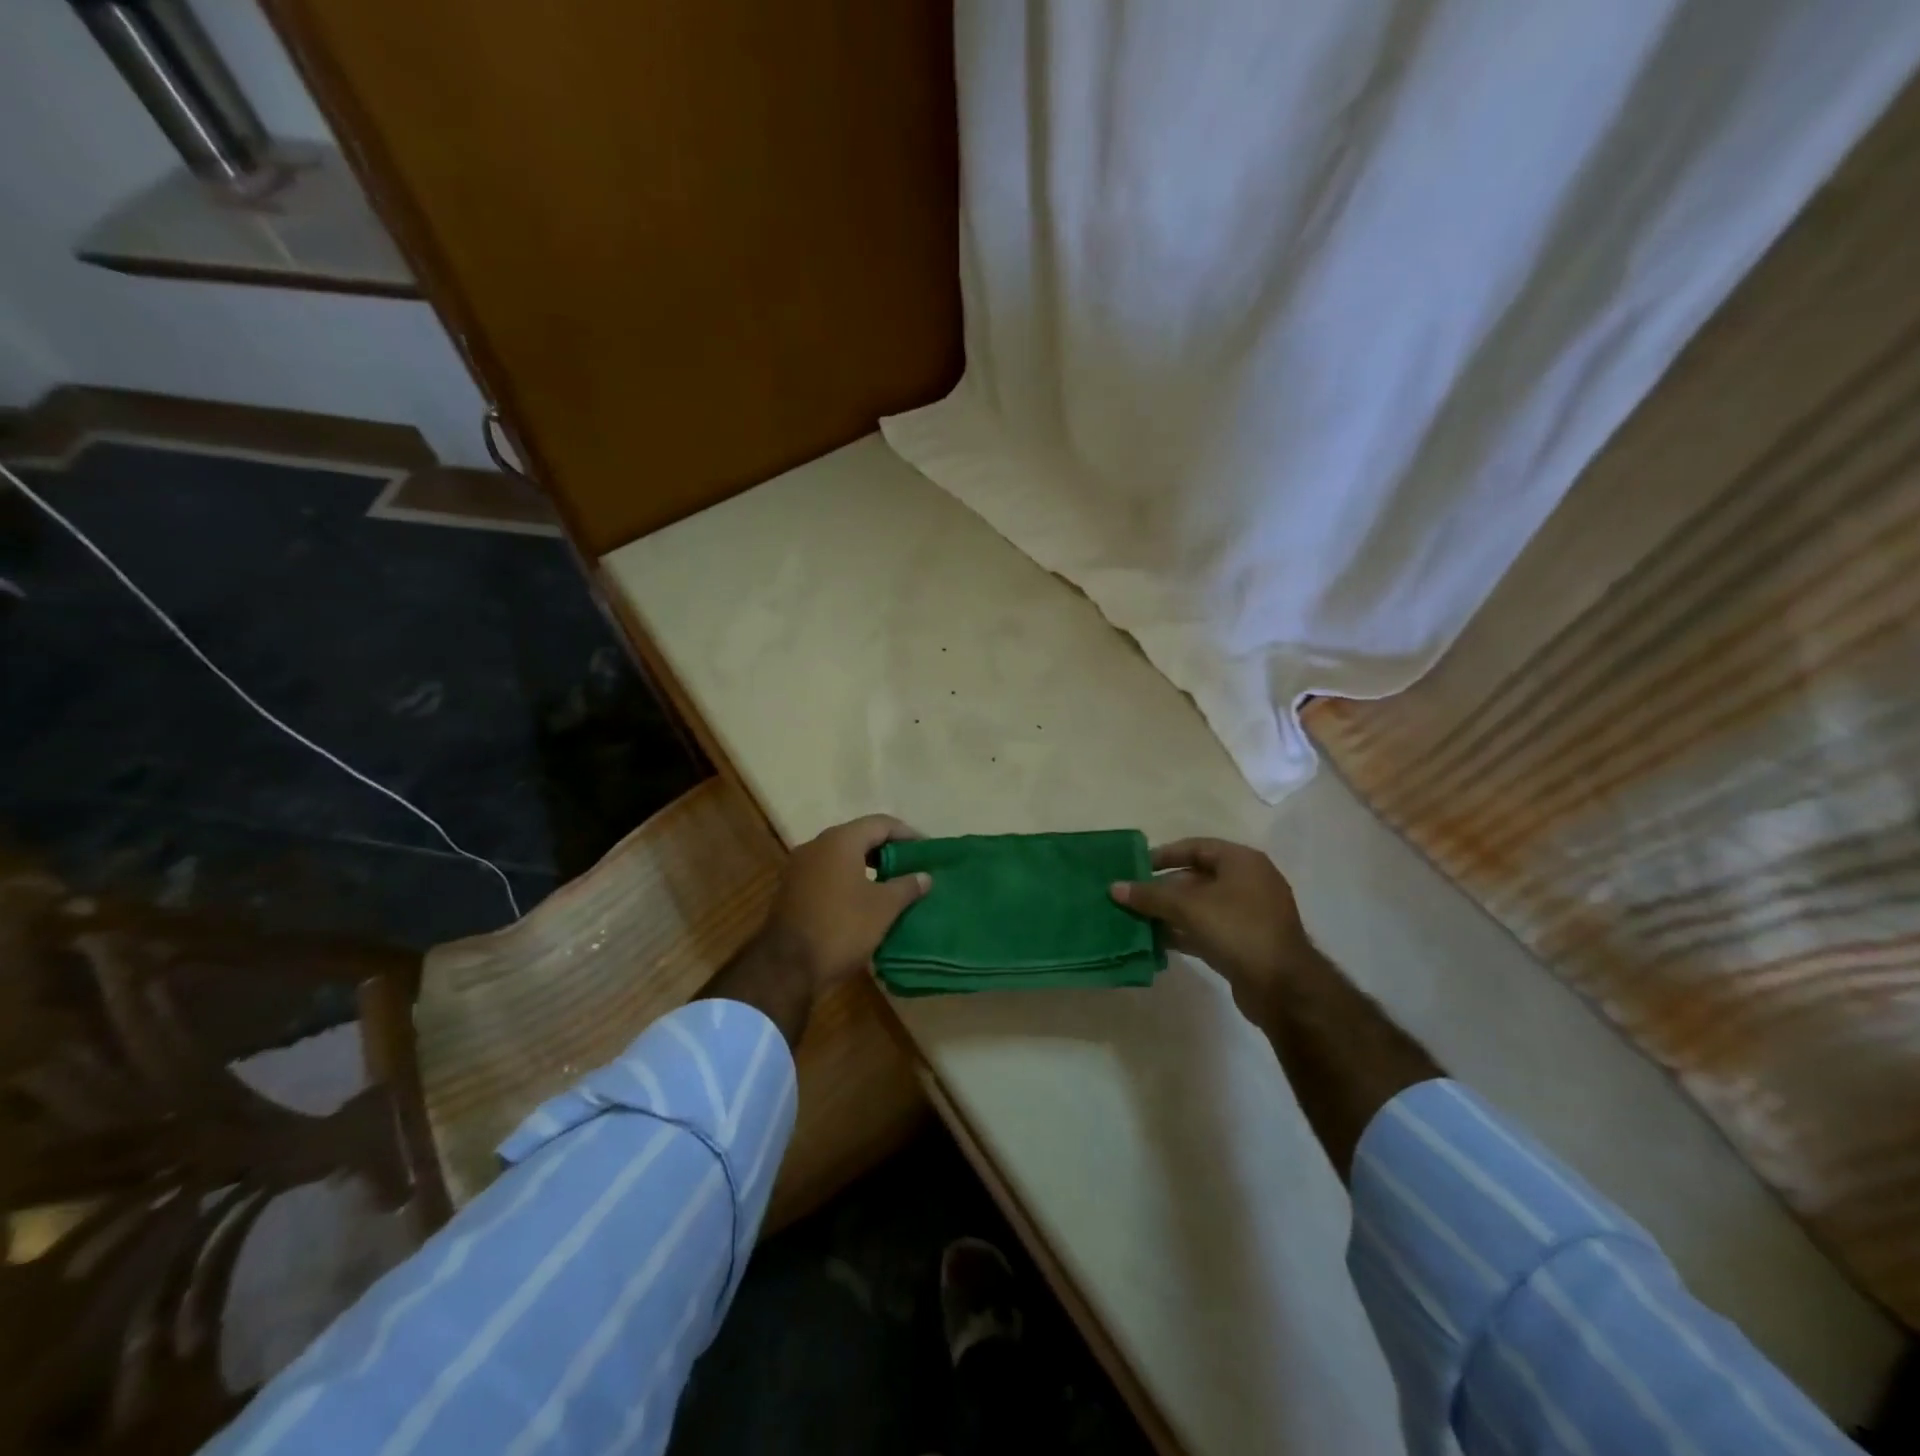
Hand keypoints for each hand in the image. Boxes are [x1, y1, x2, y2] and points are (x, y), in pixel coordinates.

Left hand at [764, 814, 930, 990]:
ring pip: (841, 856)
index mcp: (840, 841)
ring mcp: (799, 867)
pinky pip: (827, 873)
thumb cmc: (842, 928)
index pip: (881, 824)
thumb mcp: (883, 908)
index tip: (927, 850)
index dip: (907, 834)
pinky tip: (863, 899)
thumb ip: (907, 886)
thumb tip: (924, 876)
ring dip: (867, 866)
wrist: (786, 966)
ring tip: (891, 884)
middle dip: (887, 850)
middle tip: (911, 866)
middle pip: (859, 837)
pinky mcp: (791, 889)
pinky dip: (848, 879)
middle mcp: (816, 845)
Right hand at [1110, 838, 1309, 1012]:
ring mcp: (1248, 915)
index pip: (1196, 847)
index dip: (1164, 855)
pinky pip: (1206, 930)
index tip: (1136, 867)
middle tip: (1132, 897)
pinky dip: (1183, 933)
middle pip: (1196, 877)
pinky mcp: (1244, 943)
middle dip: (1162, 888)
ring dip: (1169, 913)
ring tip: (1136, 920)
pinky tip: (1156, 941)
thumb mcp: (1189, 907)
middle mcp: (1248, 883)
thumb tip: (1114, 887)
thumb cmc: (1238, 930)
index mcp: (1242, 862)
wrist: (1283, 988)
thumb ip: (1150, 896)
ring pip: (1200, 906)